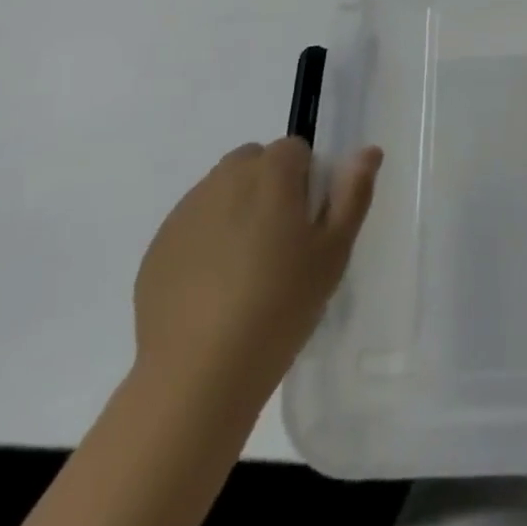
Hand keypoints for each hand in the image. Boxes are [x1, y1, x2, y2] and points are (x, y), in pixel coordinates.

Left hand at [132, 138, 381, 403]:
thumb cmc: (280, 306)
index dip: (307, 181)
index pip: (295, 150)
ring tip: (246, 269)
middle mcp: (224, 179)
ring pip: (221, 192)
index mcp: (270, 173)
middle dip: (269, 188)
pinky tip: (214, 289)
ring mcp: (185, 212)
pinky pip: (192, 226)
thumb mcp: (334, 252)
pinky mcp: (158, 247)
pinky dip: (206, 241)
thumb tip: (368, 151)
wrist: (198, 376)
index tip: (309, 224)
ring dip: (237, 211)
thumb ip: (353, 193)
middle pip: (254, 163)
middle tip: (281, 244)